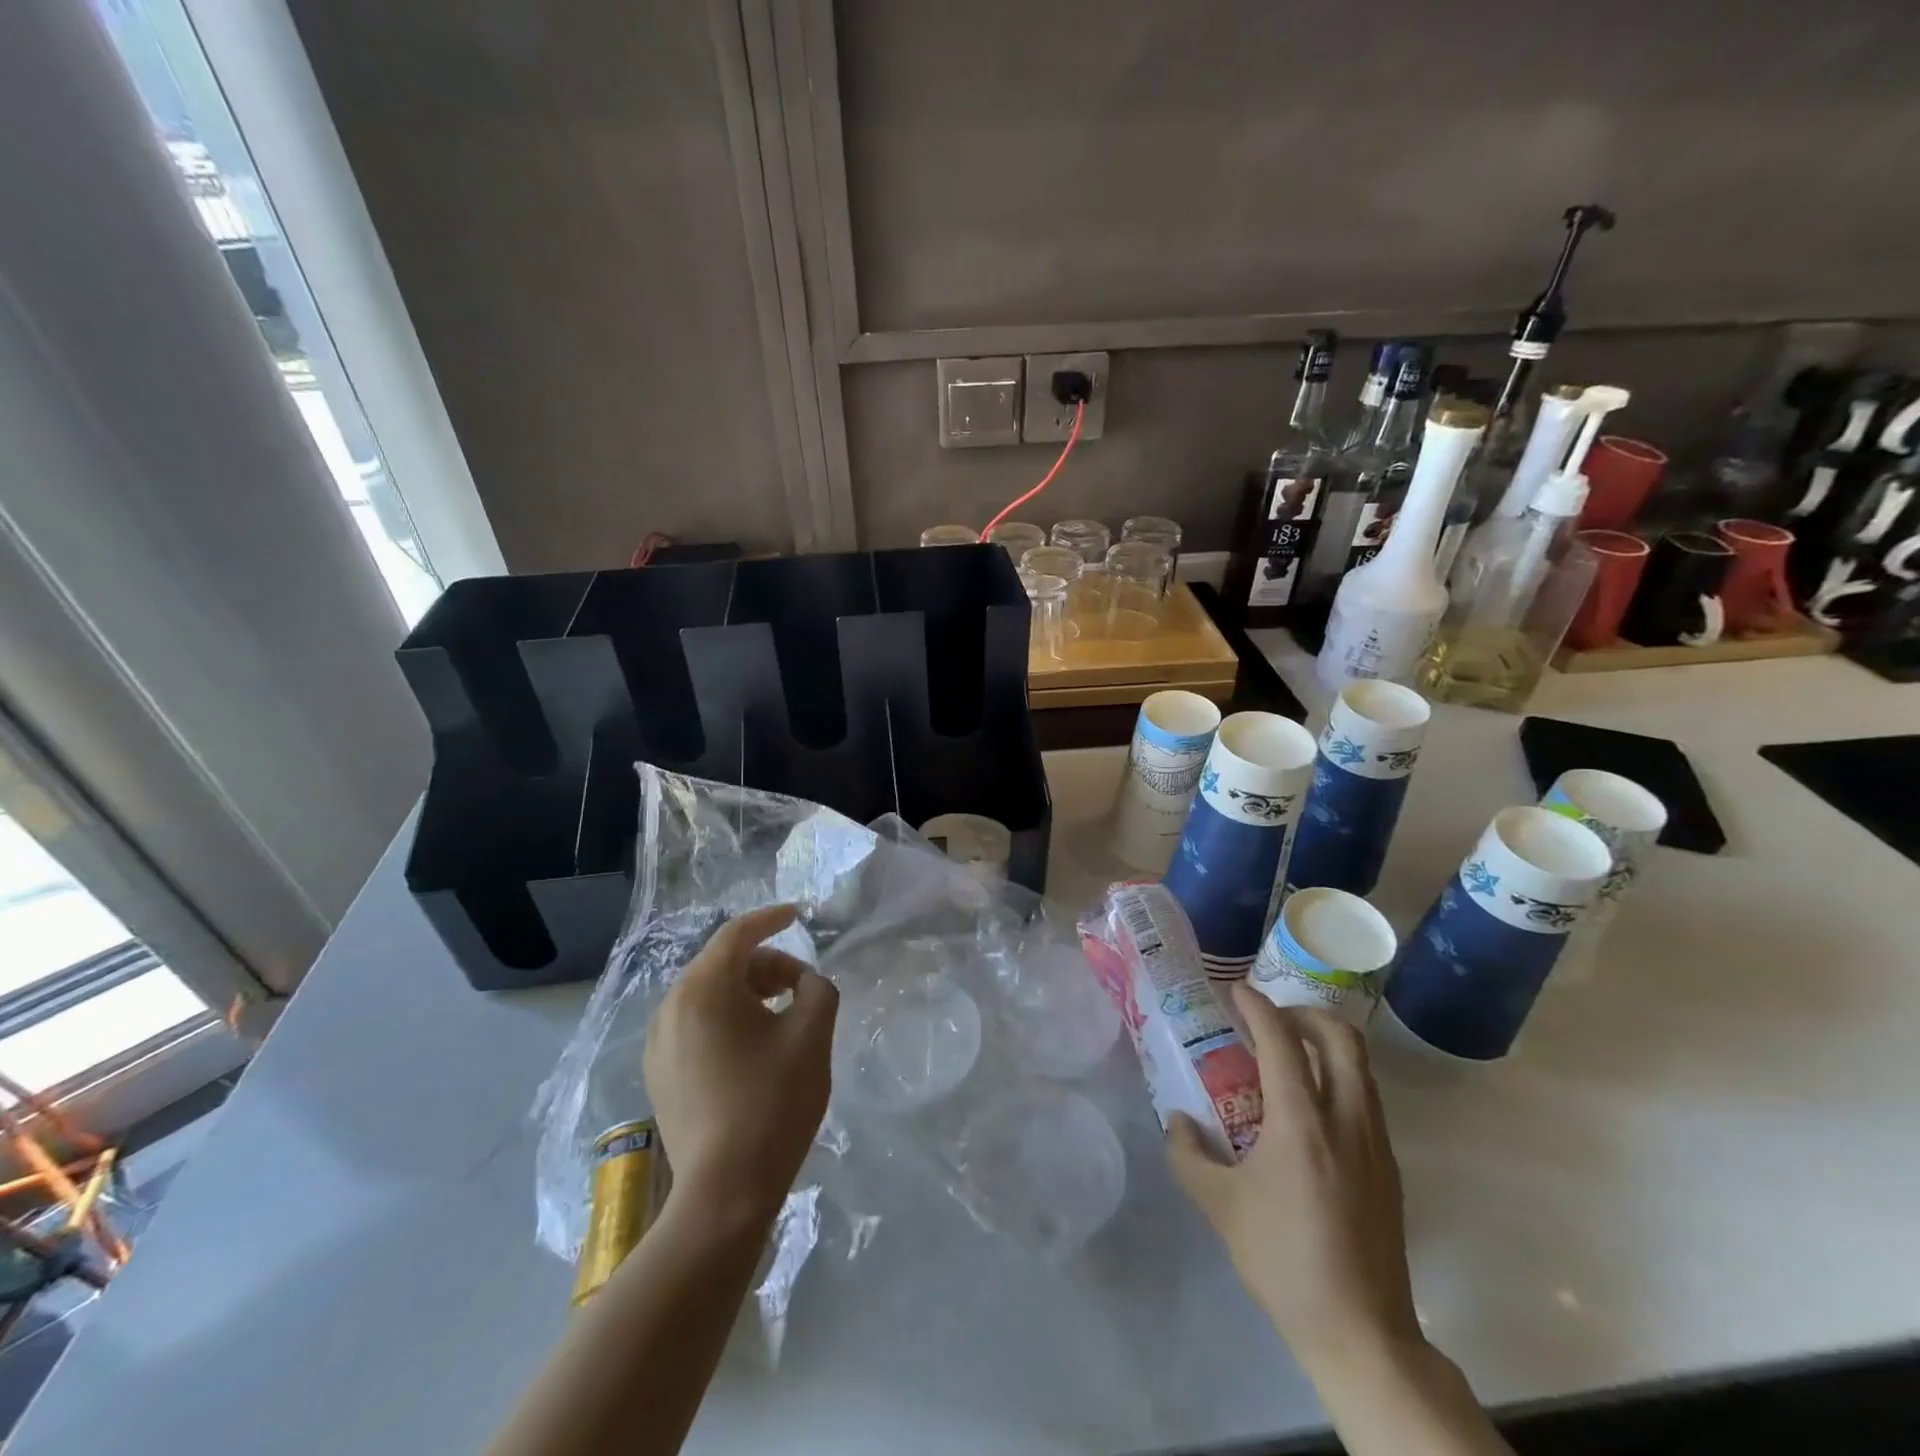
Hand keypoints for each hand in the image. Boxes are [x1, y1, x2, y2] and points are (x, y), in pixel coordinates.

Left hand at [644, 904, 837, 1227]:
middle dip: (764, 965)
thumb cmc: (773, 1102)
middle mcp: (671, 1007)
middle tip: (800, 984)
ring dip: (746, 992)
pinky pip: (695, 1025)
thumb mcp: (812, 1035)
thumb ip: (817, 989)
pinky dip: (726, 1019)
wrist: (724, 1192)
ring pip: (707, 995)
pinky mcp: (659, 1074)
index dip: (770, 919)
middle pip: (722, 964)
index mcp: (704, 989)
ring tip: (780, 1015)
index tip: (797, 915)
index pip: (738, 934)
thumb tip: (804, 982)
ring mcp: (659, 1043)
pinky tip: (752, 1048)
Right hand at [1168, 987, 1420, 1379]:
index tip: (1236, 991)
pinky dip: (1339, 1077)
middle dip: (1304, 1013)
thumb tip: (1176, 1120)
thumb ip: (1187, 1154)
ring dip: (1325, 1043)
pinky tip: (1310, 1106)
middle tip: (1271, 1019)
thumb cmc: (1283, 1261)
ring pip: (1360, 1066)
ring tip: (1289, 1054)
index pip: (1282, 1041)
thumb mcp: (1219, 1206)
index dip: (1258, 1006)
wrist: (1362, 1332)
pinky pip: (1366, 1097)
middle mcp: (1345, 1120)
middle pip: (1340, 1038)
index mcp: (1301, 1124)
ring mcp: (1375, 1143)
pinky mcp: (1389, 1167)